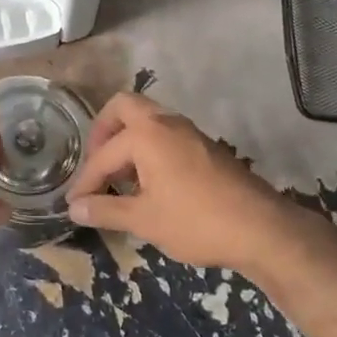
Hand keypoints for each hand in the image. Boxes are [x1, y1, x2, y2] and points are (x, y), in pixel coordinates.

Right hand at [66, 92, 316, 271]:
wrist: (261, 229)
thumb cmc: (196, 221)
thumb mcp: (144, 220)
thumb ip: (105, 210)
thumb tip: (74, 208)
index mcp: (146, 134)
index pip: (103, 155)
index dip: (85, 182)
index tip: (74, 205)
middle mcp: (166, 123)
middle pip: (124, 108)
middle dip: (103, 133)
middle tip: (96, 166)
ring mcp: (189, 132)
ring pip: (147, 121)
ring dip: (127, 142)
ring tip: (119, 180)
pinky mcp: (205, 147)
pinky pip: (165, 136)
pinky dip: (148, 150)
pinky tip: (149, 185)